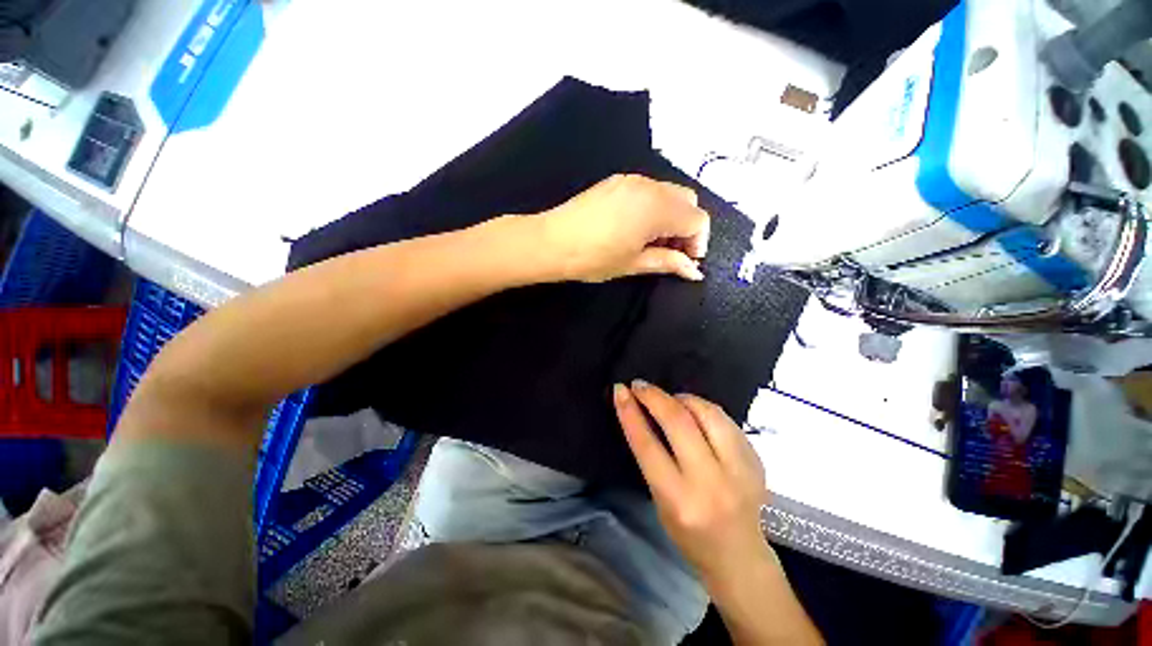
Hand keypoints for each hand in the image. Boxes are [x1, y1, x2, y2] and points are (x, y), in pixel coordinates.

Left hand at [540, 174, 709, 282]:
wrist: (551, 242)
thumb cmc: (594, 258)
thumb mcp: (634, 263)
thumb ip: (668, 262)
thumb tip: (694, 271)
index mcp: (657, 208)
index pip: (697, 219)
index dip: (698, 242)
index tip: (687, 262)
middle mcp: (650, 186)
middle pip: (687, 201)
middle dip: (687, 227)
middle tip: (672, 252)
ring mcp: (632, 180)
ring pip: (669, 193)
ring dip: (672, 216)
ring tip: (654, 242)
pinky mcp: (617, 181)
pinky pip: (649, 190)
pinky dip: (655, 207)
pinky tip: (638, 227)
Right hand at [612, 380, 772, 582]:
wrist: (740, 558)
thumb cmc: (689, 536)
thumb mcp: (660, 501)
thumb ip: (653, 457)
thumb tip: (644, 414)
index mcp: (680, 500)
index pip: (648, 445)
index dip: (630, 412)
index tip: (620, 389)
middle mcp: (711, 482)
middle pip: (679, 422)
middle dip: (654, 396)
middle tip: (640, 386)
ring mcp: (740, 470)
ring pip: (708, 413)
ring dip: (682, 398)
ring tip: (670, 398)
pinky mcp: (756, 461)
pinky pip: (726, 419)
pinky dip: (704, 409)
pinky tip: (694, 411)